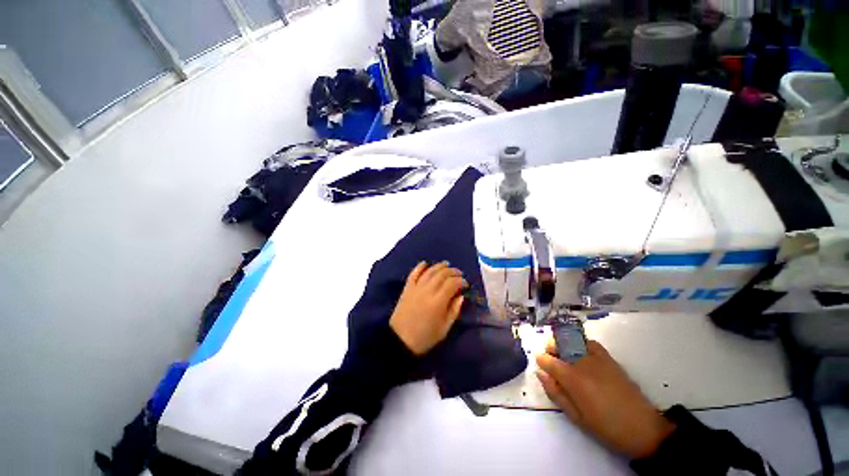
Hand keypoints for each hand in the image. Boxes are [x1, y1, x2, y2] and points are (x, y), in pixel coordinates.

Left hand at [390, 261, 466, 355]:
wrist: (400, 340)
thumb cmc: (425, 337)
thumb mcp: (444, 328)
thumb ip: (454, 310)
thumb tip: (461, 296)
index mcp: (438, 301)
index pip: (452, 283)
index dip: (461, 281)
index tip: (465, 284)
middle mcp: (427, 290)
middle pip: (442, 274)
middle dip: (452, 271)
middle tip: (459, 273)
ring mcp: (416, 288)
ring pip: (429, 271)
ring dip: (439, 266)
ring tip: (446, 264)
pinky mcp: (407, 288)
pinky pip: (414, 273)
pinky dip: (420, 267)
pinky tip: (425, 263)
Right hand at [536, 340, 675, 459]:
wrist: (643, 429)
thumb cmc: (605, 427)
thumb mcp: (576, 417)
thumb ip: (555, 393)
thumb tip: (540, 373)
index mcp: (572, 378)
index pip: (547, 359)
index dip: (540, 360)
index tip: (540, 364)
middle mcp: (582, 362)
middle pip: (558, 345)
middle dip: (551, 349)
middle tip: (552, 362)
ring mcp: (597, 358)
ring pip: (572, 341)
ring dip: (564, 346)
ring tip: (566, 359)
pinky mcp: (610, 359)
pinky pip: (590, 343)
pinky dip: (581, 344)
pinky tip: (582, 355)